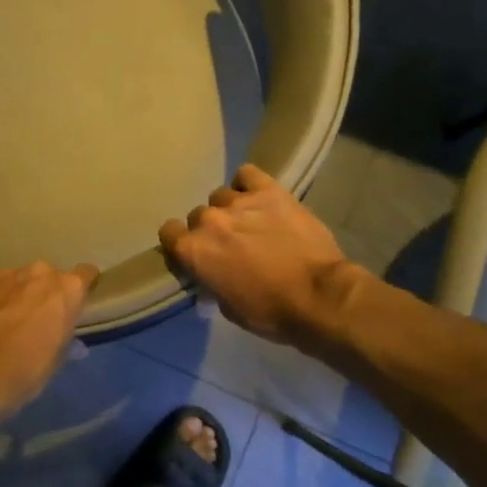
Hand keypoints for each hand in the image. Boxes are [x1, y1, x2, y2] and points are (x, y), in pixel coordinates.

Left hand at [0, 260, 98, 420]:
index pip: (85, 275)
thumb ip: (65, 339)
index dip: (78, 289)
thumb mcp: (57, 359)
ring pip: (15, 278)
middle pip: (46, 276)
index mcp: (69, 289)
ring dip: (11, 293)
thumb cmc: (28, 369)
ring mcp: (6, 272)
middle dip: (40, 292)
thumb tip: (74, 345)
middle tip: (31, 316)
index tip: (71, 302)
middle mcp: (40, 272)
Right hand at [160, 164, 350, 344]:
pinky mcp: (269, 191)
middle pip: (198, 216)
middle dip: (211, 229)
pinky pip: (247, 175)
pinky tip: (259, 198)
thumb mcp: (228, 307)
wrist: (318, 296)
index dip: (180, 242)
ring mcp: (239, 202)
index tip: (195, 253)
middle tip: (231, 244)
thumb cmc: (269, 311)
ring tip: (251, 222)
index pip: (168, 232)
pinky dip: (248, 184)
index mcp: (193, 250)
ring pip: (221, 196)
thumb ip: (211, 282)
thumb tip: (212, 277)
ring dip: (231, 209)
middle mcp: (209, 220)